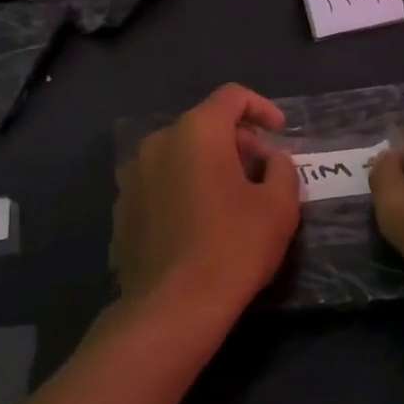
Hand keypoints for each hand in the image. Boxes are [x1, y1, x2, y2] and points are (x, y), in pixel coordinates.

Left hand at [111, 83, 301, 320]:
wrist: (172, 306)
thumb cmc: (233, 247)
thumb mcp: (279, 206)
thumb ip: (282, 169)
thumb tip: (271, 160)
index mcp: (196, 132)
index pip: (231, 96)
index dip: (261, 108)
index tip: (279, 132)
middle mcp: (157, 143)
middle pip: (203, 126)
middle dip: (236, 142)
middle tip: (261, 174)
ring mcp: (132, 176)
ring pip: (178, 155)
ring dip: (206, 166)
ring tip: (229, 200)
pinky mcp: (121, 209)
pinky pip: (159, 184)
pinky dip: (182, 190)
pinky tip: (197, 225)